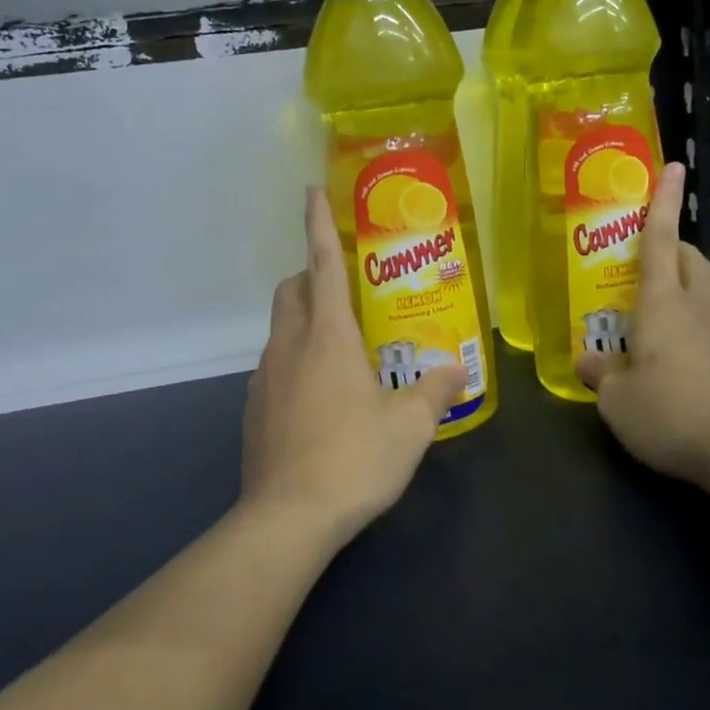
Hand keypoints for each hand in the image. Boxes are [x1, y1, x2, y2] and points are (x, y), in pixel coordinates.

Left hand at [241, 186, 466, 543]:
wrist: (287, 519)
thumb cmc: (353, 459)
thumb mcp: (410, 426)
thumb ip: (435, 391)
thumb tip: (455, 370)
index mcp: (328, 336)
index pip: (322, 264)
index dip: (318, 223)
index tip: (311, 191)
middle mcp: (289, 346)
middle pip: (291, 289)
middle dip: (311, 276)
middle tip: (346, 292)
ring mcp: (264, 378)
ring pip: (281, 329)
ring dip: (305, 323)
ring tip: (342, 352)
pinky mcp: (253, 409)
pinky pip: (274, 366)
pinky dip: (295, 362)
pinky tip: (321, 399)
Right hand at [577, 163, 709, 492]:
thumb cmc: (673, 414)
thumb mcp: (618, 402)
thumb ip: (601, 374)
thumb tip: (589, 360)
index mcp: (664, 303)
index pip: (661, 239)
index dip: (664, 201)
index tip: (674, 167)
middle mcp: (700, 307)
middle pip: (690, 259)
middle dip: (672, 246)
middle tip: (645, 259)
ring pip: (705, 293)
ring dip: (683, 292)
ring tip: (654, 324)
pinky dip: (696, 329)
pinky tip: (681, 366)